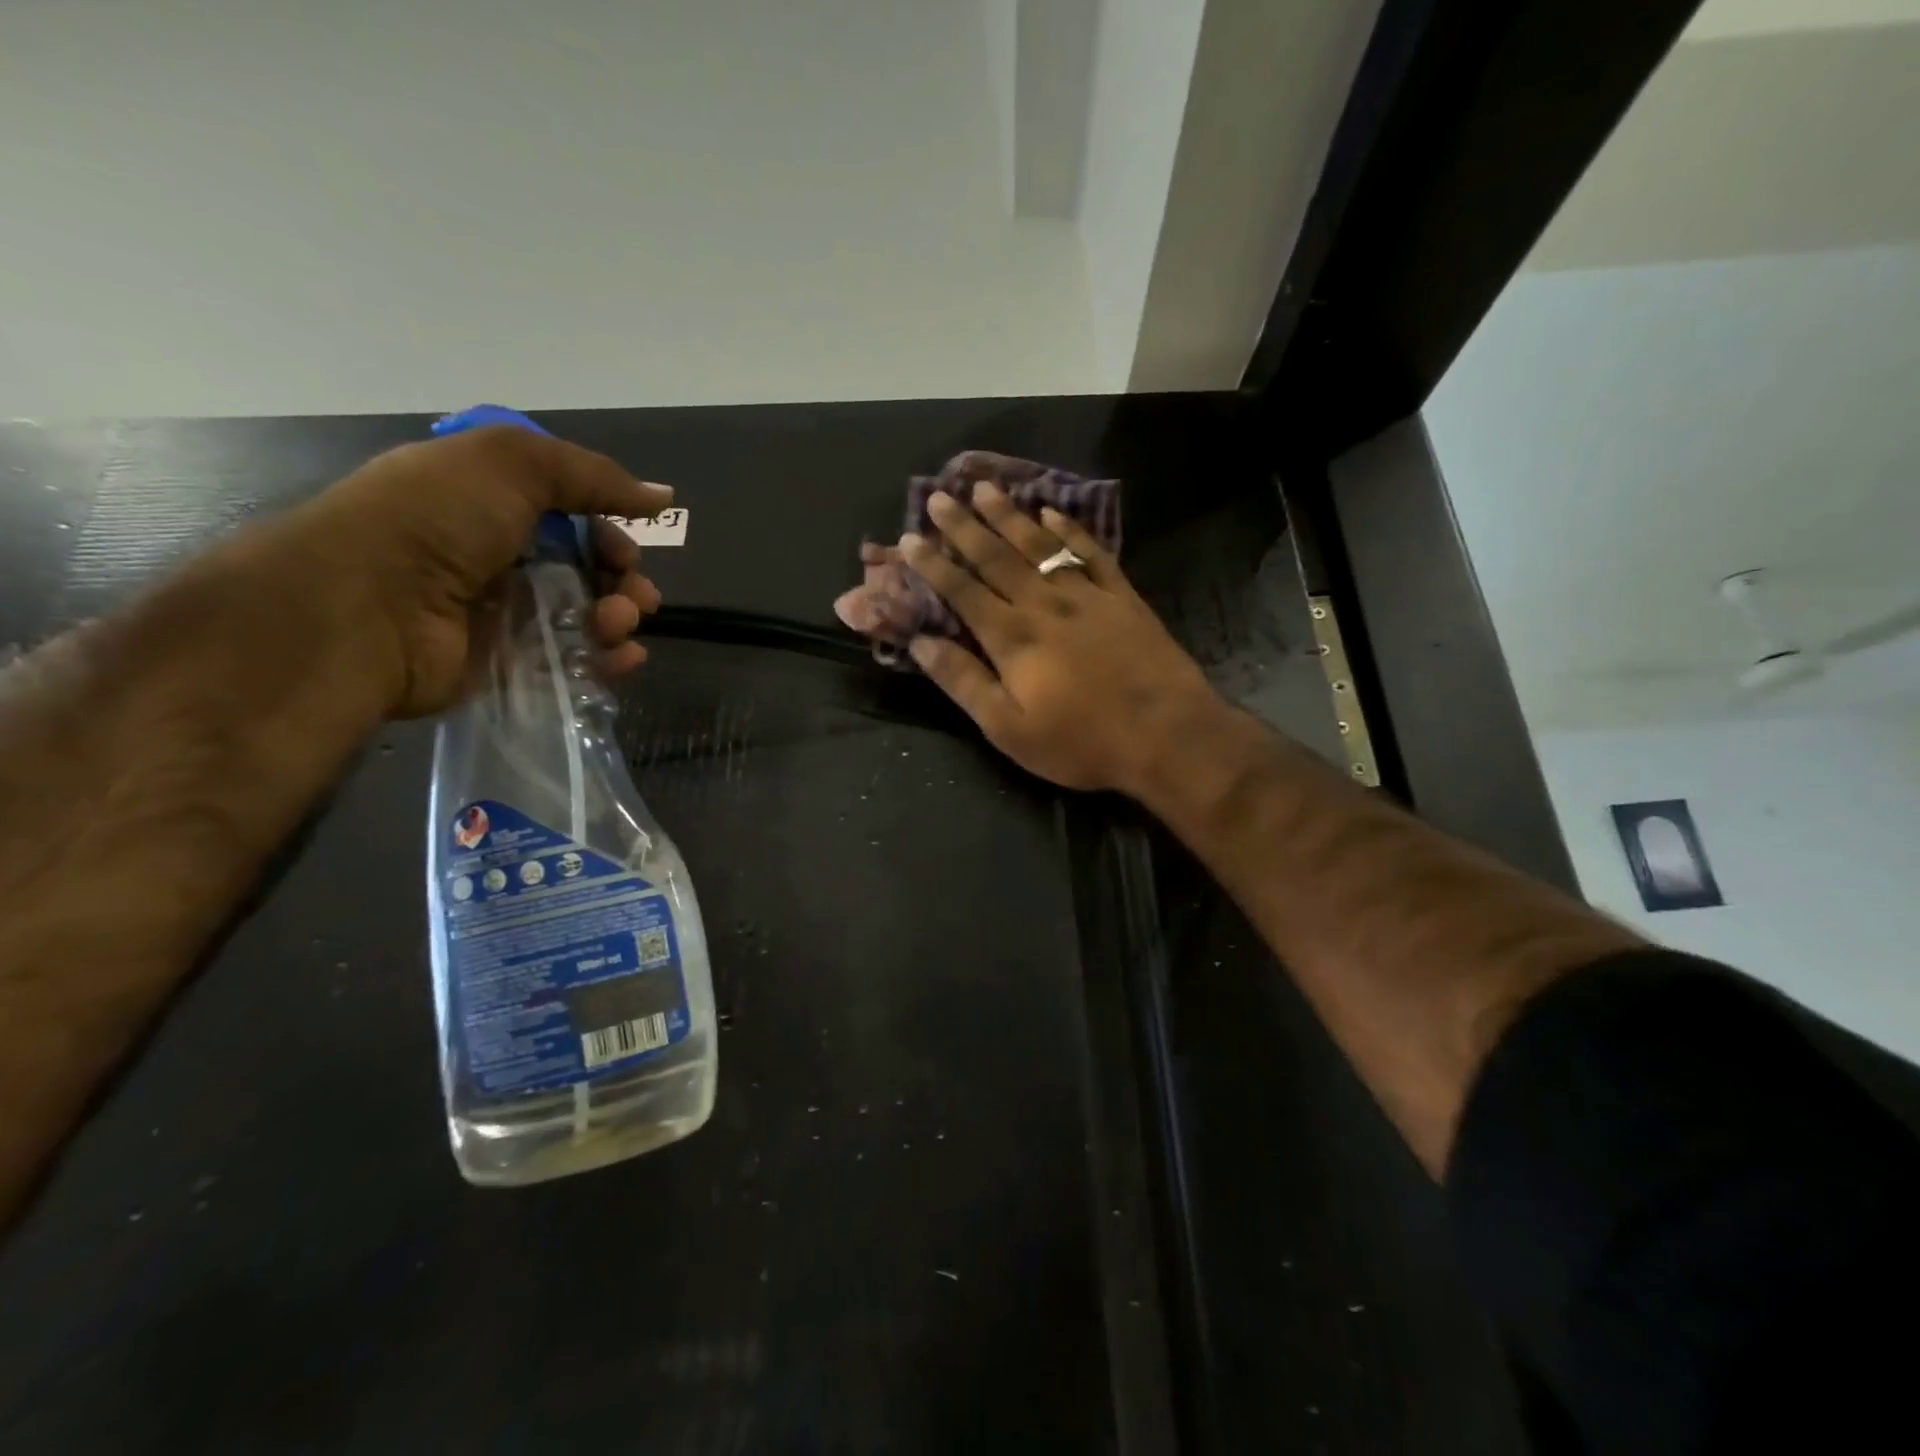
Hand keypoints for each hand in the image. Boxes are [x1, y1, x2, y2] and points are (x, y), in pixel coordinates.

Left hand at [280, 426, 671, 716]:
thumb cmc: (434, 522)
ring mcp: (504, 612)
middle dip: (623, 578)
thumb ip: (594, 476)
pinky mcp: (508, 663)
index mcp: (493, 502)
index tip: (626, 547)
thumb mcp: (512, 464)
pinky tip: (624, 659)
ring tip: (617, 625)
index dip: (609, 529)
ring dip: (619, 618)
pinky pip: (573, 661)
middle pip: (588, 567)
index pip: (573, 515)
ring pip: (587, 615)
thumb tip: (663, 497)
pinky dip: (608, 660)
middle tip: (634, 594)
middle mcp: (500, 554)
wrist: (364, 610)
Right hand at [897, 481, 1221, 795]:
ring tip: (984, 488)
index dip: (932, 565)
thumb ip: (964, 682)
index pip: (962, 591)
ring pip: (1039, 545)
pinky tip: (1052, 513)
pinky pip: (1090, 552)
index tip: (908, 539)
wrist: (1167, 735)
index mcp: (1012, 638)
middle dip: (963, 526)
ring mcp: (1087, 595)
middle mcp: (1044, 604)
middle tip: (939, 497)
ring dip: (1009, 515)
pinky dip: (1068, 530)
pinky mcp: (1122, 597)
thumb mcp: (1009, 729)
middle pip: (996, 557)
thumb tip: (920, 644)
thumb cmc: (1082, 742)